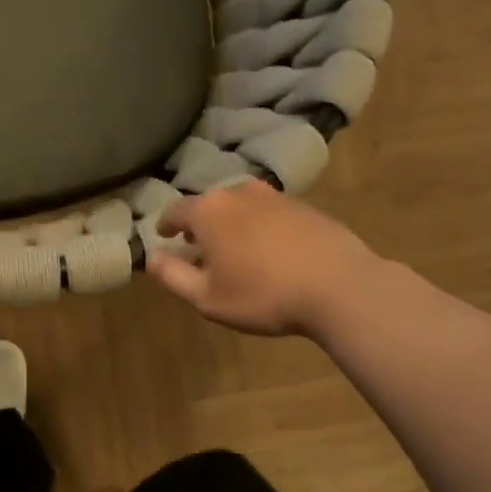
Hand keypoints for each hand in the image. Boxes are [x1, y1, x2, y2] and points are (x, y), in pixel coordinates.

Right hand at [147, 180, 381, 337]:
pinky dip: (261, 226)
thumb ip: (173, 276)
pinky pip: (270, 213)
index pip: (176, 211)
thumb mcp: (207, 298)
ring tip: (234, 248)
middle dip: (200, 224)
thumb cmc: (263, 295)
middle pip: (210, 205)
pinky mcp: (306, 207)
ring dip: (232, 223)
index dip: (165, 225)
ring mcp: (276, 196)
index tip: (163, 236)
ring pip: (242, 205)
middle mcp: (239, 193)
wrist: (339, 286)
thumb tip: (151, 258)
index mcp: (210, 212)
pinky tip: (270, 251)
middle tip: (198, 247)